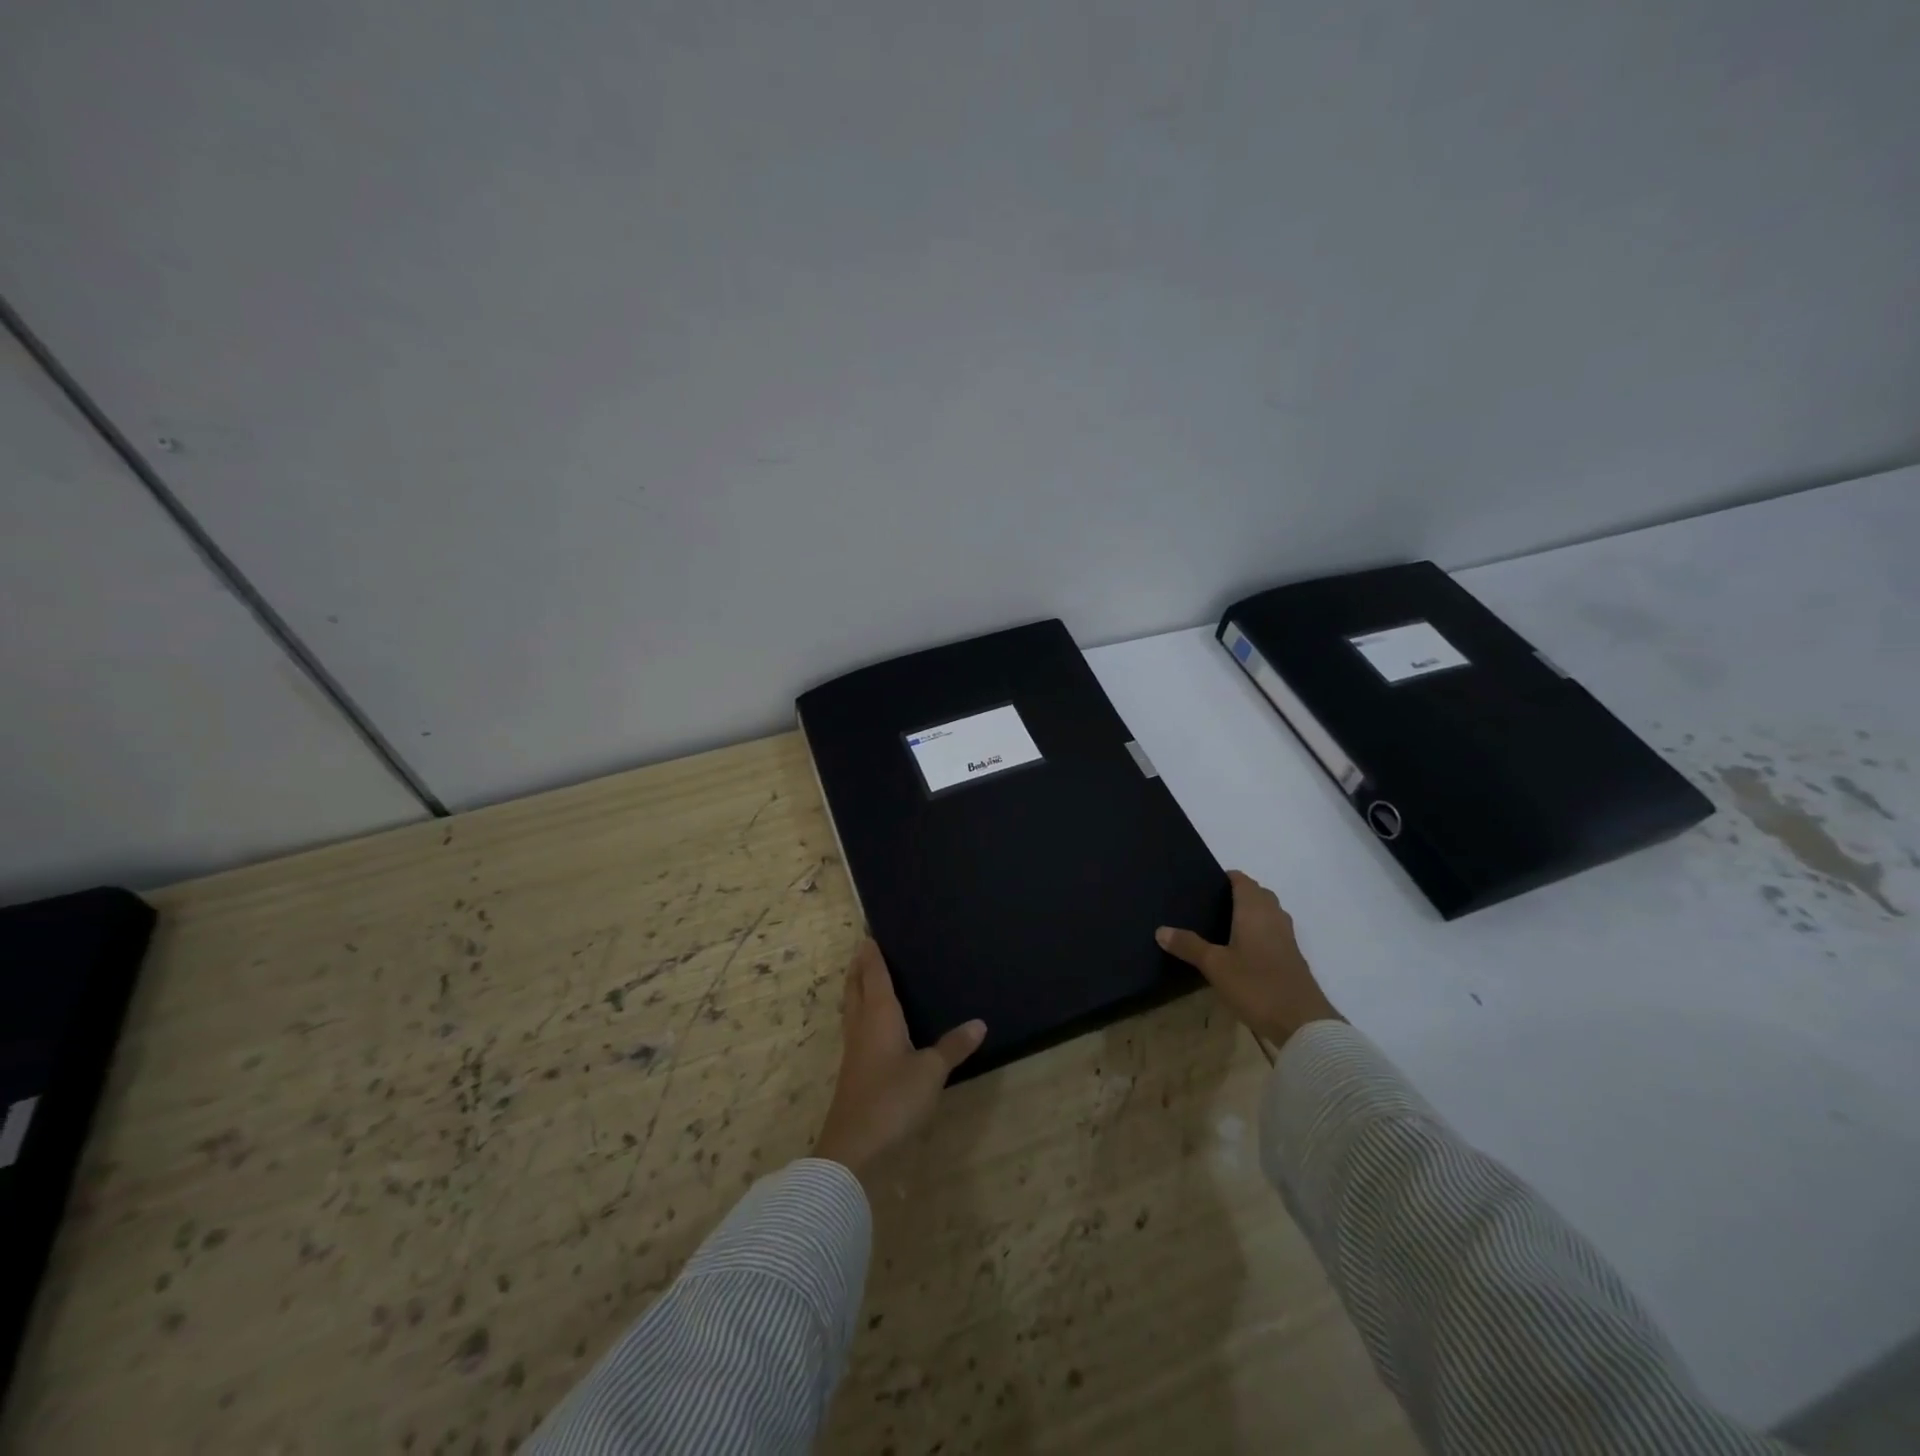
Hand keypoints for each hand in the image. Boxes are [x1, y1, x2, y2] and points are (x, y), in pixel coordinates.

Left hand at [812, 939, 986, 1176]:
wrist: (854, 1147)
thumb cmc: (893, 1098)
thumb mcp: (931, 1071)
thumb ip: (953, 1046)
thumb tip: (979, 1023)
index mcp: (879, 1015)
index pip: (874, 975)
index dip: (872, 954)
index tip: (869, 933)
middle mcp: (862, 1025)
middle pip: (855, 987)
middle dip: (859, 967)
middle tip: (864, 949)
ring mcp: (854, 1049)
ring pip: (851, 1007)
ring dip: (856, 989)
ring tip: (865, 978)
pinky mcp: (853, 1070)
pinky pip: (856, 1027)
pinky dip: (861, 1013)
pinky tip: (872, 1025)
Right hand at [1157, 870, 1341, 1048]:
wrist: (1303, 1022)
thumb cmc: (1256, 985)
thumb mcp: (1215, 966)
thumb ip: (1188, 945)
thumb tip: (1160, 929)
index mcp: (1254, 910)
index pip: (1242, 880)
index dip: (1225, 877)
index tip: (1204, 884)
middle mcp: (1273, 916)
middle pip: (1257, 894)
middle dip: (1237, 894)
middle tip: (1209, 905)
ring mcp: (1287, 937)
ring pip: (1268, 912)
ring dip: (1250, 912)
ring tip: (1222, 925)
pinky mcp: (1292, 957)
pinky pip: (1273, 931)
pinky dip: (1258, 931)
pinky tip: (1241, 949)